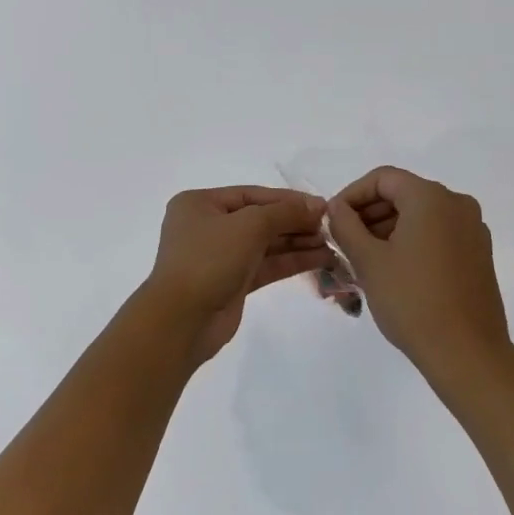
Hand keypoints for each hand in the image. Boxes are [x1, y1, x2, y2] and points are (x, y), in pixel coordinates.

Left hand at [142, 187, 332, 363]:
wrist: (181, 320)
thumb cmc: (209, 259)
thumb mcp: (248, 225)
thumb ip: (285, 212)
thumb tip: (317, 205)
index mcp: (200, 204)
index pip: (252, 194)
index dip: (288, 199)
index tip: (321, 205)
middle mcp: (208, 226)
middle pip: (260, 218)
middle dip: (295, 222)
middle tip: (330, 227)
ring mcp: (220, 256)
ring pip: (265, 244)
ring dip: (297, 242)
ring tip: (331, 244)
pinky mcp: (232, 282)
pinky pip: (266, 265)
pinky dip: (291, 261)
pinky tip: (320, 259)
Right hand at [327, 166, 511, 387]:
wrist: (467, 354)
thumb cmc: (412, 300)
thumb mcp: (368, 260)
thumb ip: (346, 225)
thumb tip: (336, 207)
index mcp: (431, 197)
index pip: (383, 179)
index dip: (352, 195)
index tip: (333, 220)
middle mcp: (457, 204)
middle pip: (404, 194)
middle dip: (369, 214)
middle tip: (344, 241)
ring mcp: (473, 230)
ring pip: (421, 216)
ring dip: (388, 229)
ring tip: (363, 259)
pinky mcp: (479, 255)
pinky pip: (438, 234)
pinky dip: (412, 242)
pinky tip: (394, 270)